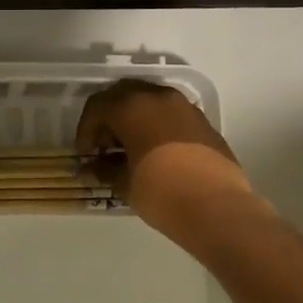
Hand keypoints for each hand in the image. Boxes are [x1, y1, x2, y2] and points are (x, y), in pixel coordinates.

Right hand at [75, 80, 256, 239]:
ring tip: (129, 150)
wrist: (216, 207)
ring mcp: (184, 106)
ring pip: (149, 101)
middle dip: (109, 118)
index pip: (97, 107)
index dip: (85, 130)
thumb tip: (91, 168)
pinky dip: (155, 125)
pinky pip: (170, 114)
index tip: (85, 155)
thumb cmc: (161, 191)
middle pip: (123, 95)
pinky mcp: (202, 121)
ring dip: (134, 119)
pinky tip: (154, 152)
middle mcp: (157, 97)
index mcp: (131, 106)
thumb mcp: (124, 183)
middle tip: (104, 146)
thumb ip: (104, 169)